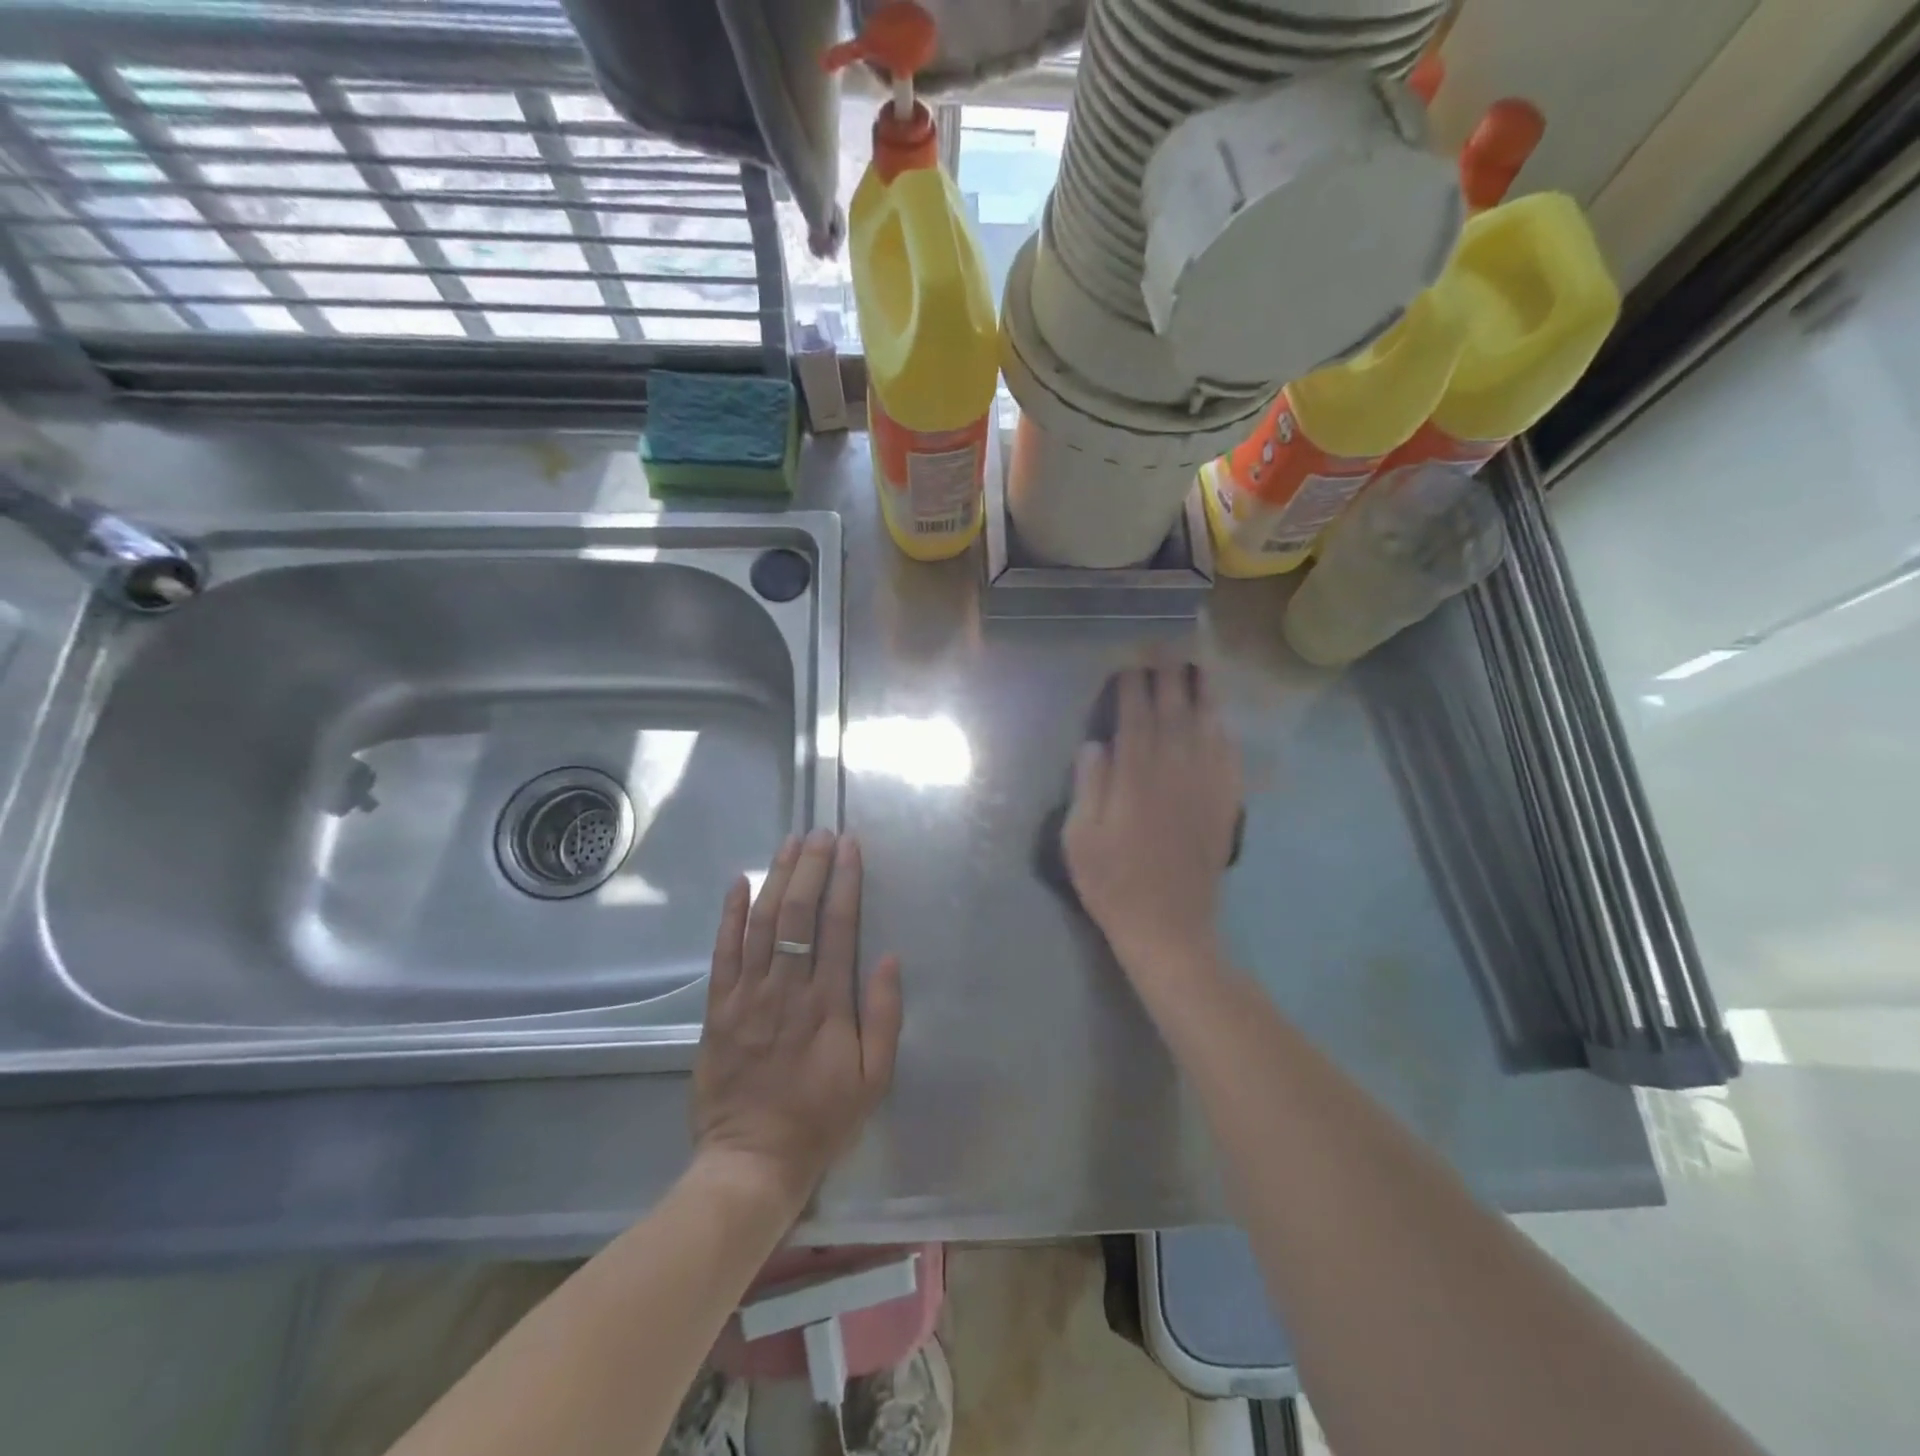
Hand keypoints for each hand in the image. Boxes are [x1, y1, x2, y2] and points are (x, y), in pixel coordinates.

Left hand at [691, 830, 903, 1216]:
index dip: (845, 881)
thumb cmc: (821, 1120)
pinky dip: (729, 914)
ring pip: (761, 923)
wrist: (751, 1162)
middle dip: (810, 867)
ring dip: (776, 878)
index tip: (850, 846)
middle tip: (820, 833)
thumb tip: (888, 957)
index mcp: (828, 1004)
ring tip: (789, 843)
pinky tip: (739, 881)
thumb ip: (883, 1016)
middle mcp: (786, 989)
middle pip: (797, 913)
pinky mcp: (717, 1009)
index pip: (838, 926)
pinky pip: (722, 952)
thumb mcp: (873, 1079)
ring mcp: (747, 996)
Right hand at [1063, 660, 1242, 980]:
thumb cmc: (1112, 883)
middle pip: (1174, 713)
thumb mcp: (1079, 838)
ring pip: (1207, 729)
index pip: (1135, 718)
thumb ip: (1088, 786)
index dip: (1132, 687)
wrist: (1168, 927)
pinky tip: (1221, 720)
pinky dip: (1225, 733)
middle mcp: (1174, 773)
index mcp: (1136, 778)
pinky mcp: (1225, 808)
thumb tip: (1096, 744)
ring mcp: (1205, 789)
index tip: (1130, 662)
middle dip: (1168, 676)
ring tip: (1199, 667)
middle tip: (1165, 646)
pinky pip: (1229, 760)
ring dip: (1203, 694)